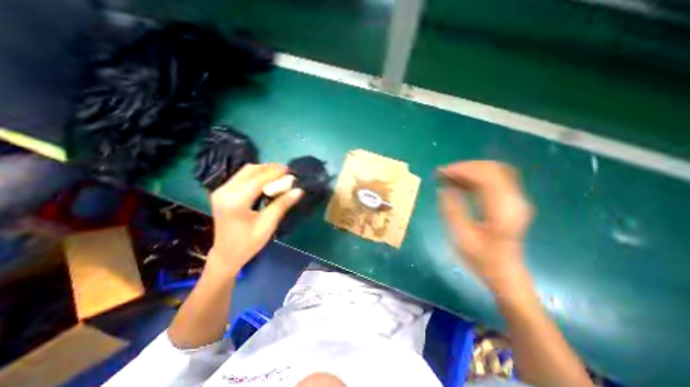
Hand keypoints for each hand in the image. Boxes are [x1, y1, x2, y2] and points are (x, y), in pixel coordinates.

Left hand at [204, 163, 302, 275]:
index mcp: (235, 202)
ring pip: (246, 171)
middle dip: (270, 168)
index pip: (258, 179)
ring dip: (263, 170)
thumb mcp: (267, 225)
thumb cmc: (248, 243)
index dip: (276, 173)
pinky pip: (242, 176)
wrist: (225, 254)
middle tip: (287, 172)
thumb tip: (299, 190)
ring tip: (280, 174)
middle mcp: (225, 192)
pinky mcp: (222, 192)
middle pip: (250, 170)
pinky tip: (267, 180)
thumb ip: (282, 205)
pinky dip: (256, 175)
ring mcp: (221, 190)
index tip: (291, 170)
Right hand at [439, 160, 529, 290]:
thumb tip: (443, 188)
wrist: (505, 273)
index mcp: (502, 210)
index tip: (441, 172)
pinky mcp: (511, 202)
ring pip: (495, 172)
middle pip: (492, 169)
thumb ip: (452, 210)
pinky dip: (476, 177)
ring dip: (470, 170)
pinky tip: (461, 183)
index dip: (462, 169)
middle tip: (444, 173)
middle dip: (465, 167)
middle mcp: (514, 201)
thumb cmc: (482, 259)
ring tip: (450, 177)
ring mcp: (515, 200)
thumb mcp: (461, 237)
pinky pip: (495, 180)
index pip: (486, 176)